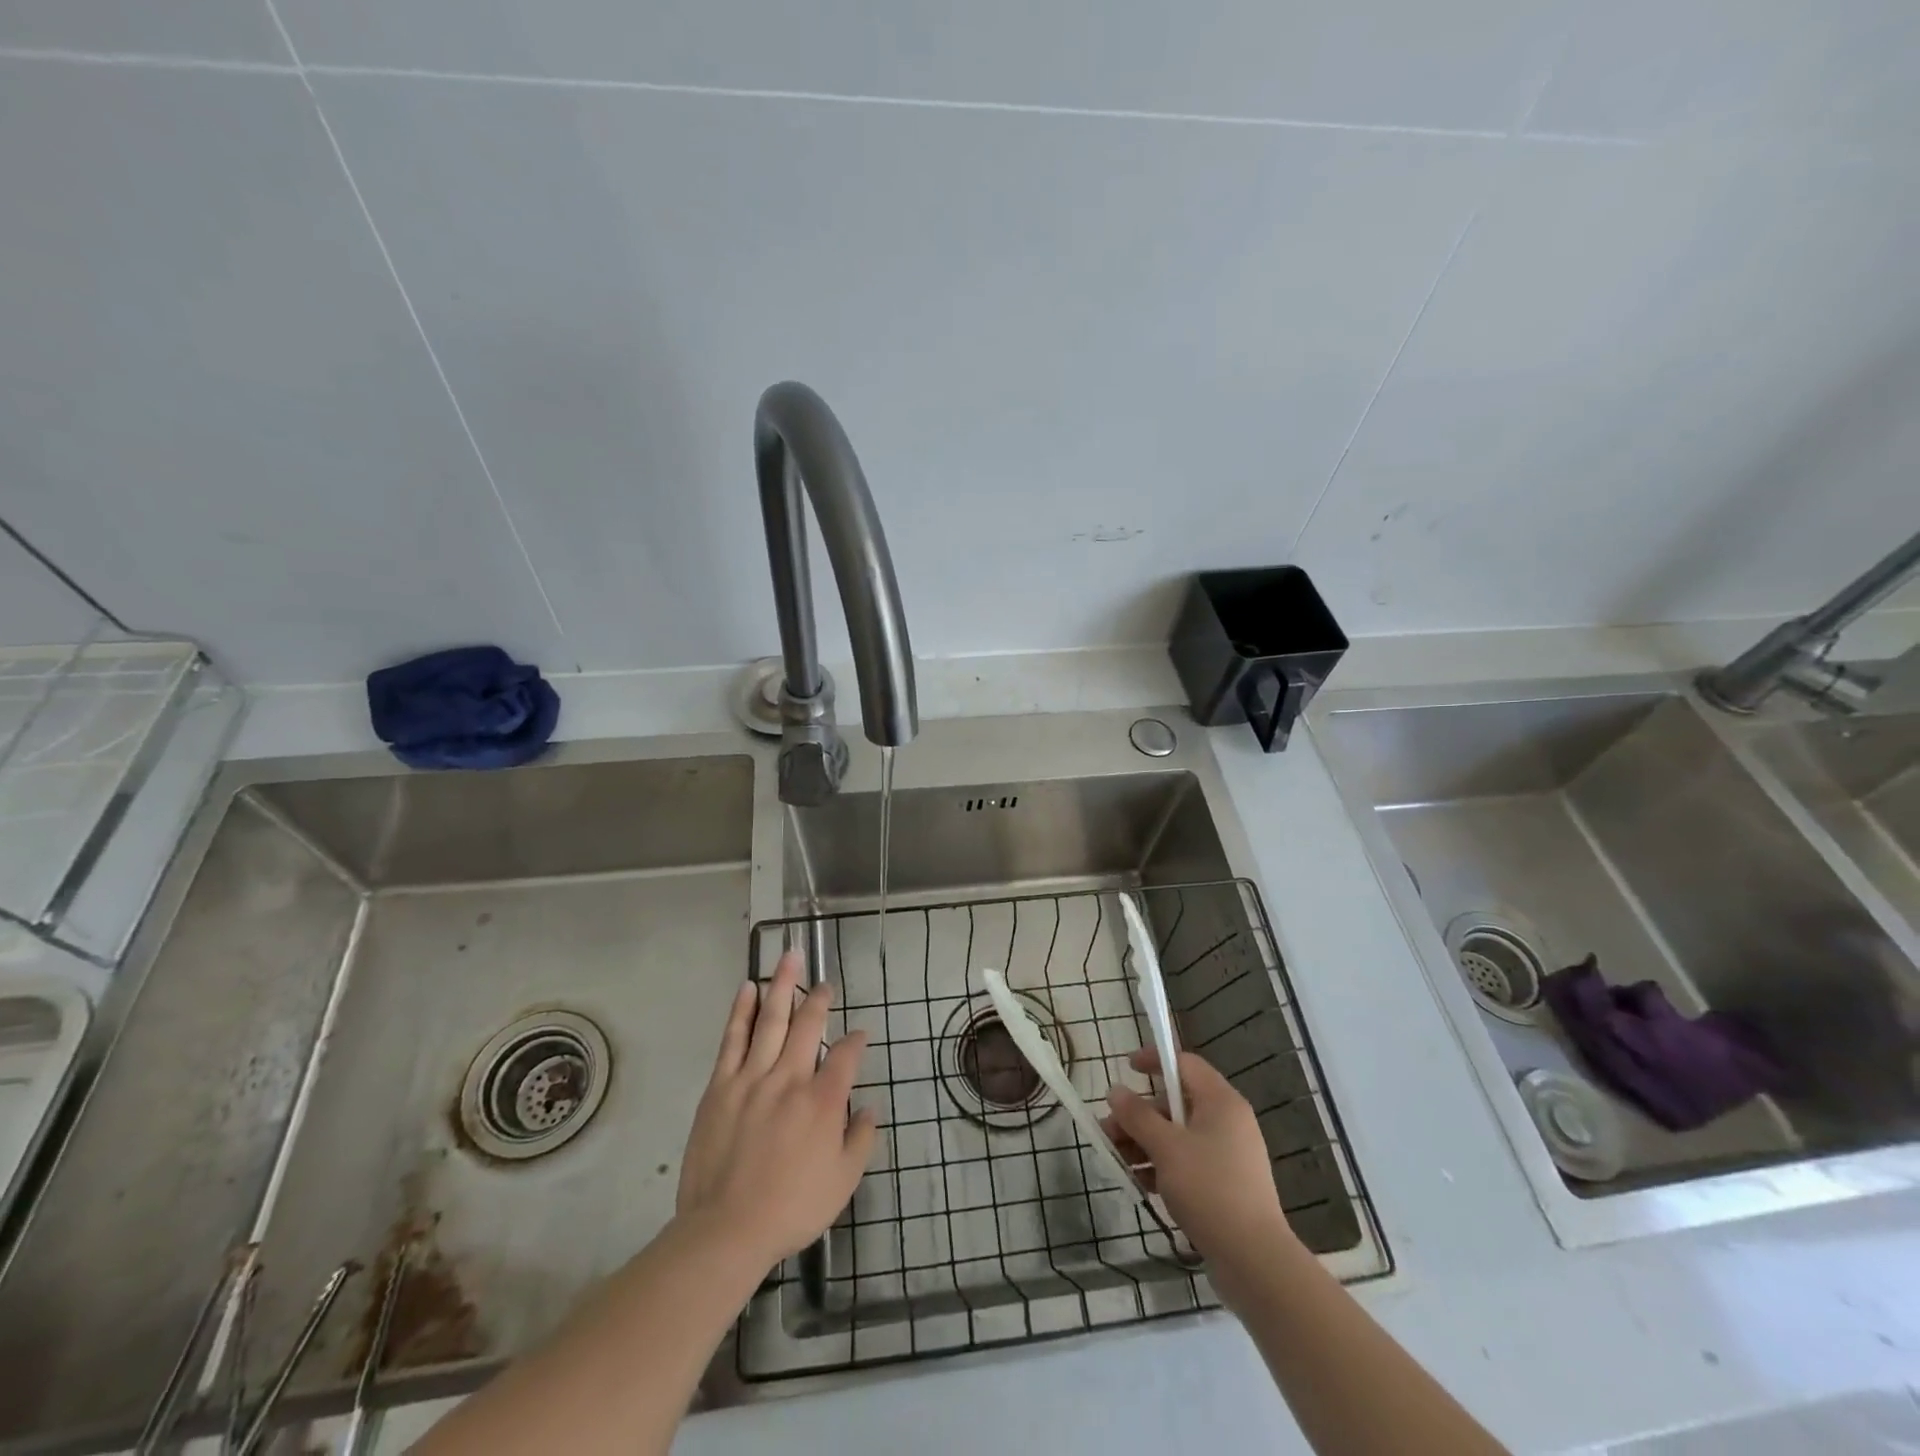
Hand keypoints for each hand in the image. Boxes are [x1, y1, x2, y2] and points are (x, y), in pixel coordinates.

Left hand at [675, 951, 877, 1271]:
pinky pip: (734, 1039)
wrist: (726, 1230)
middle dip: (820, 999)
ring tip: (790, 957)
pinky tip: (748, 988)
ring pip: (771, 1020)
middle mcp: (791, 1078)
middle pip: (809, 1025)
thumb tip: (869, 1109)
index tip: (861, 1035)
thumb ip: (861, 1141)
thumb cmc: (791, 1208)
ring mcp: (753, 1078)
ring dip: (783, 985)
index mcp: (824, 1101)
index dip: (857, 1041)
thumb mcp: (843, 1183)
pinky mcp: (721, 1086)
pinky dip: (742, 1011)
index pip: (847, 1056)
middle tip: (825, 981)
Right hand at [1103, 1047, 1296, 1293]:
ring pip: (1178, 1136)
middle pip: (1176, 1103)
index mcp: (1221, 1102)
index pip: (1185, 1064)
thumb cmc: (1209, 1189)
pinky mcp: (1226, 1186)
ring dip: (1145, 1143)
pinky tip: (1139, 1183)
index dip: (1155, 1061)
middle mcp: (1228, 1122)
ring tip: (1116, 1159)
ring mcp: (1228, 1156)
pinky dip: (1162, 1166)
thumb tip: (1115, 1091)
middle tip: (1109, 1129)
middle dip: (1139, 1115)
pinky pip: (1187, 1163)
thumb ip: (1137, 1116)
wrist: (1255, 1261)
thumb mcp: (1166, 1147)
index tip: (1126, 1069)